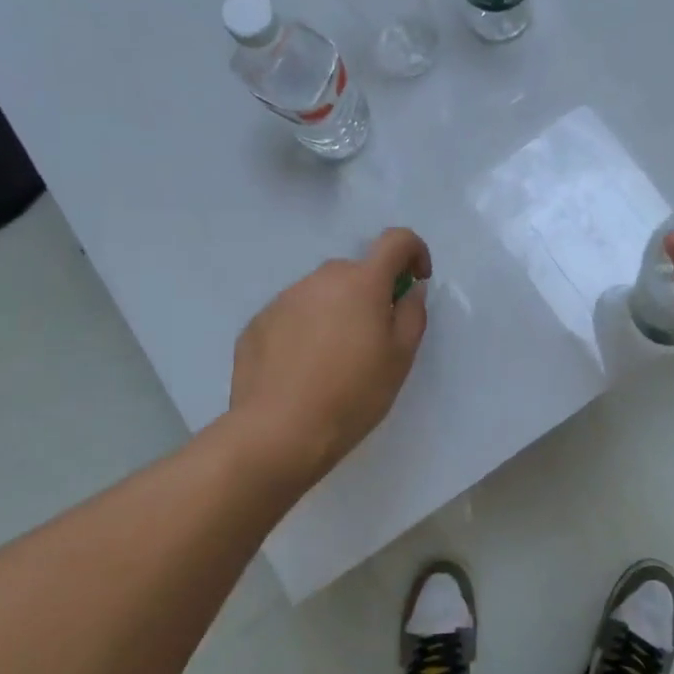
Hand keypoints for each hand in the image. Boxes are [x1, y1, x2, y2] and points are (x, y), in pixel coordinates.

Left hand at [229, 228, 432, 485]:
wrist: (278, 432)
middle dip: (370, 293)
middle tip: (374, 338)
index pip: (395, 241)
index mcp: (362, 282)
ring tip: (334, 361)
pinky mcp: (257, 323)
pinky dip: (304, 331)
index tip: (416, 279)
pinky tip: (302, 371)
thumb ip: (412, 314)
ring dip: (335, 312)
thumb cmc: (353, 395)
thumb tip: (410, 289)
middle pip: (355, 272)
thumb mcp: (400, 358)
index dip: (414, 251)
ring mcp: (284, 299)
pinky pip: (292, 316)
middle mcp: (321, 279)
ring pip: (321, 294)